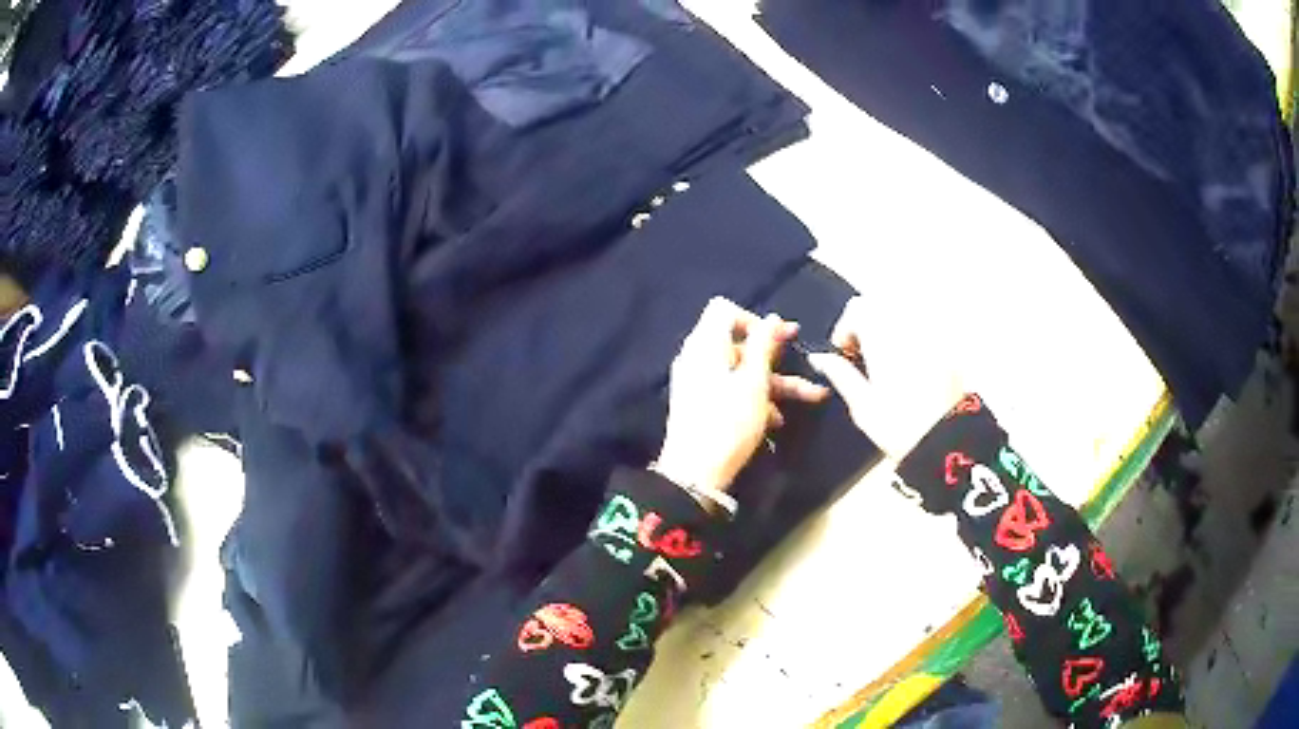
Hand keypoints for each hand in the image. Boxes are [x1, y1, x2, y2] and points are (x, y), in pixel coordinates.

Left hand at [654, 297, 828, 495]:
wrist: (694, 474)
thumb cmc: (728, 423)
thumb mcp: (754, 383)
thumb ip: (764, 346)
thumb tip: (773, 318)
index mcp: (705, 345)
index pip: (724, 309)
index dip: (754, 319)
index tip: (779, 339)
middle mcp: (696, 357)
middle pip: (738, 343)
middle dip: (775, 357)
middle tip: (804, 362)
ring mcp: (696, 381)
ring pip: (740, 370)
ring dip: (774, 382)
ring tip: (810, 397)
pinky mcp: (699, 403)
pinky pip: (729, 388)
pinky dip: (753, 397)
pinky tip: (775, 420)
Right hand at [808, 296, 964, 458]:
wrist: (946, 439)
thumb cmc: (900, 426)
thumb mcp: (862, 405)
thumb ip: (839, 374)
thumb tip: (819, 358)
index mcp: (882, 336)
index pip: (856, 309)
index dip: (845, 329)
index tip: (843, 354)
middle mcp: (906, 325)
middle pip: (879, 304)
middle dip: (866, 324)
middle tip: (862, 357)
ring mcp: (929, 332)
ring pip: (901, 313)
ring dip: (887, 328)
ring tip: (885, 361)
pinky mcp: (946, 345)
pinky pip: (921, 327)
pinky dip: (908, 337)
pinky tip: (908, 366)